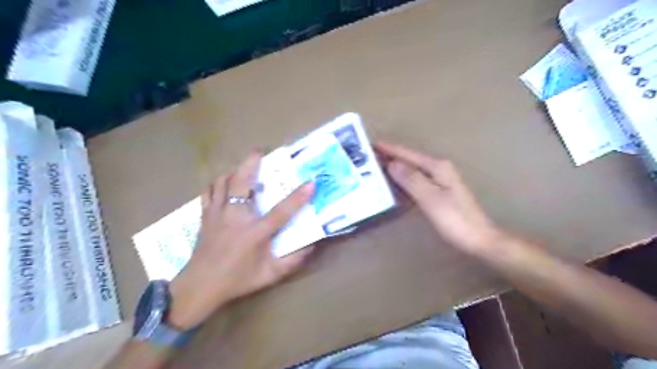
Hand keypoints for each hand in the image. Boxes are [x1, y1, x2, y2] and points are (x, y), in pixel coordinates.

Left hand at [167, 152, 313, 328]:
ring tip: (244, 168)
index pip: (281, 211)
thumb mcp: (270, 274)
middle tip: (260, 152)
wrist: (200, 286)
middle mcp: (235, 217)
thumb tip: (312, 245)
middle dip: (251, 163)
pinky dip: (217, 184)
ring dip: (234, 171)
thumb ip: (293, 260)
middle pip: (242, 182)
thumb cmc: (238, 280)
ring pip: (223, 182)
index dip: (298, 196)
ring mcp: (217, 214)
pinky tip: (224, 184)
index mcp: (255, 233)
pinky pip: (209, 191)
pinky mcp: (205, 216)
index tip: (311, 182)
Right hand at [375, 139, 504, 254]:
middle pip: (409, 160)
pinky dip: (402, 180)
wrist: (478, 238)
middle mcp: (438, 169)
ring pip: (411, 170)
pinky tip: (393, 184)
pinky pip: (415, 181)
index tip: (371, 144)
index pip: (408, 154)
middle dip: (390, 157)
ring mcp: (440, 180)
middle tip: (368, 158)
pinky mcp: (438, 191)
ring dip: (395, 168)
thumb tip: (391, 163)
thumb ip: (411, 179)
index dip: (389, 149)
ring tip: (375, 168)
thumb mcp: (431, 199)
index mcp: (437, 167)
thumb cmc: (455, 219)